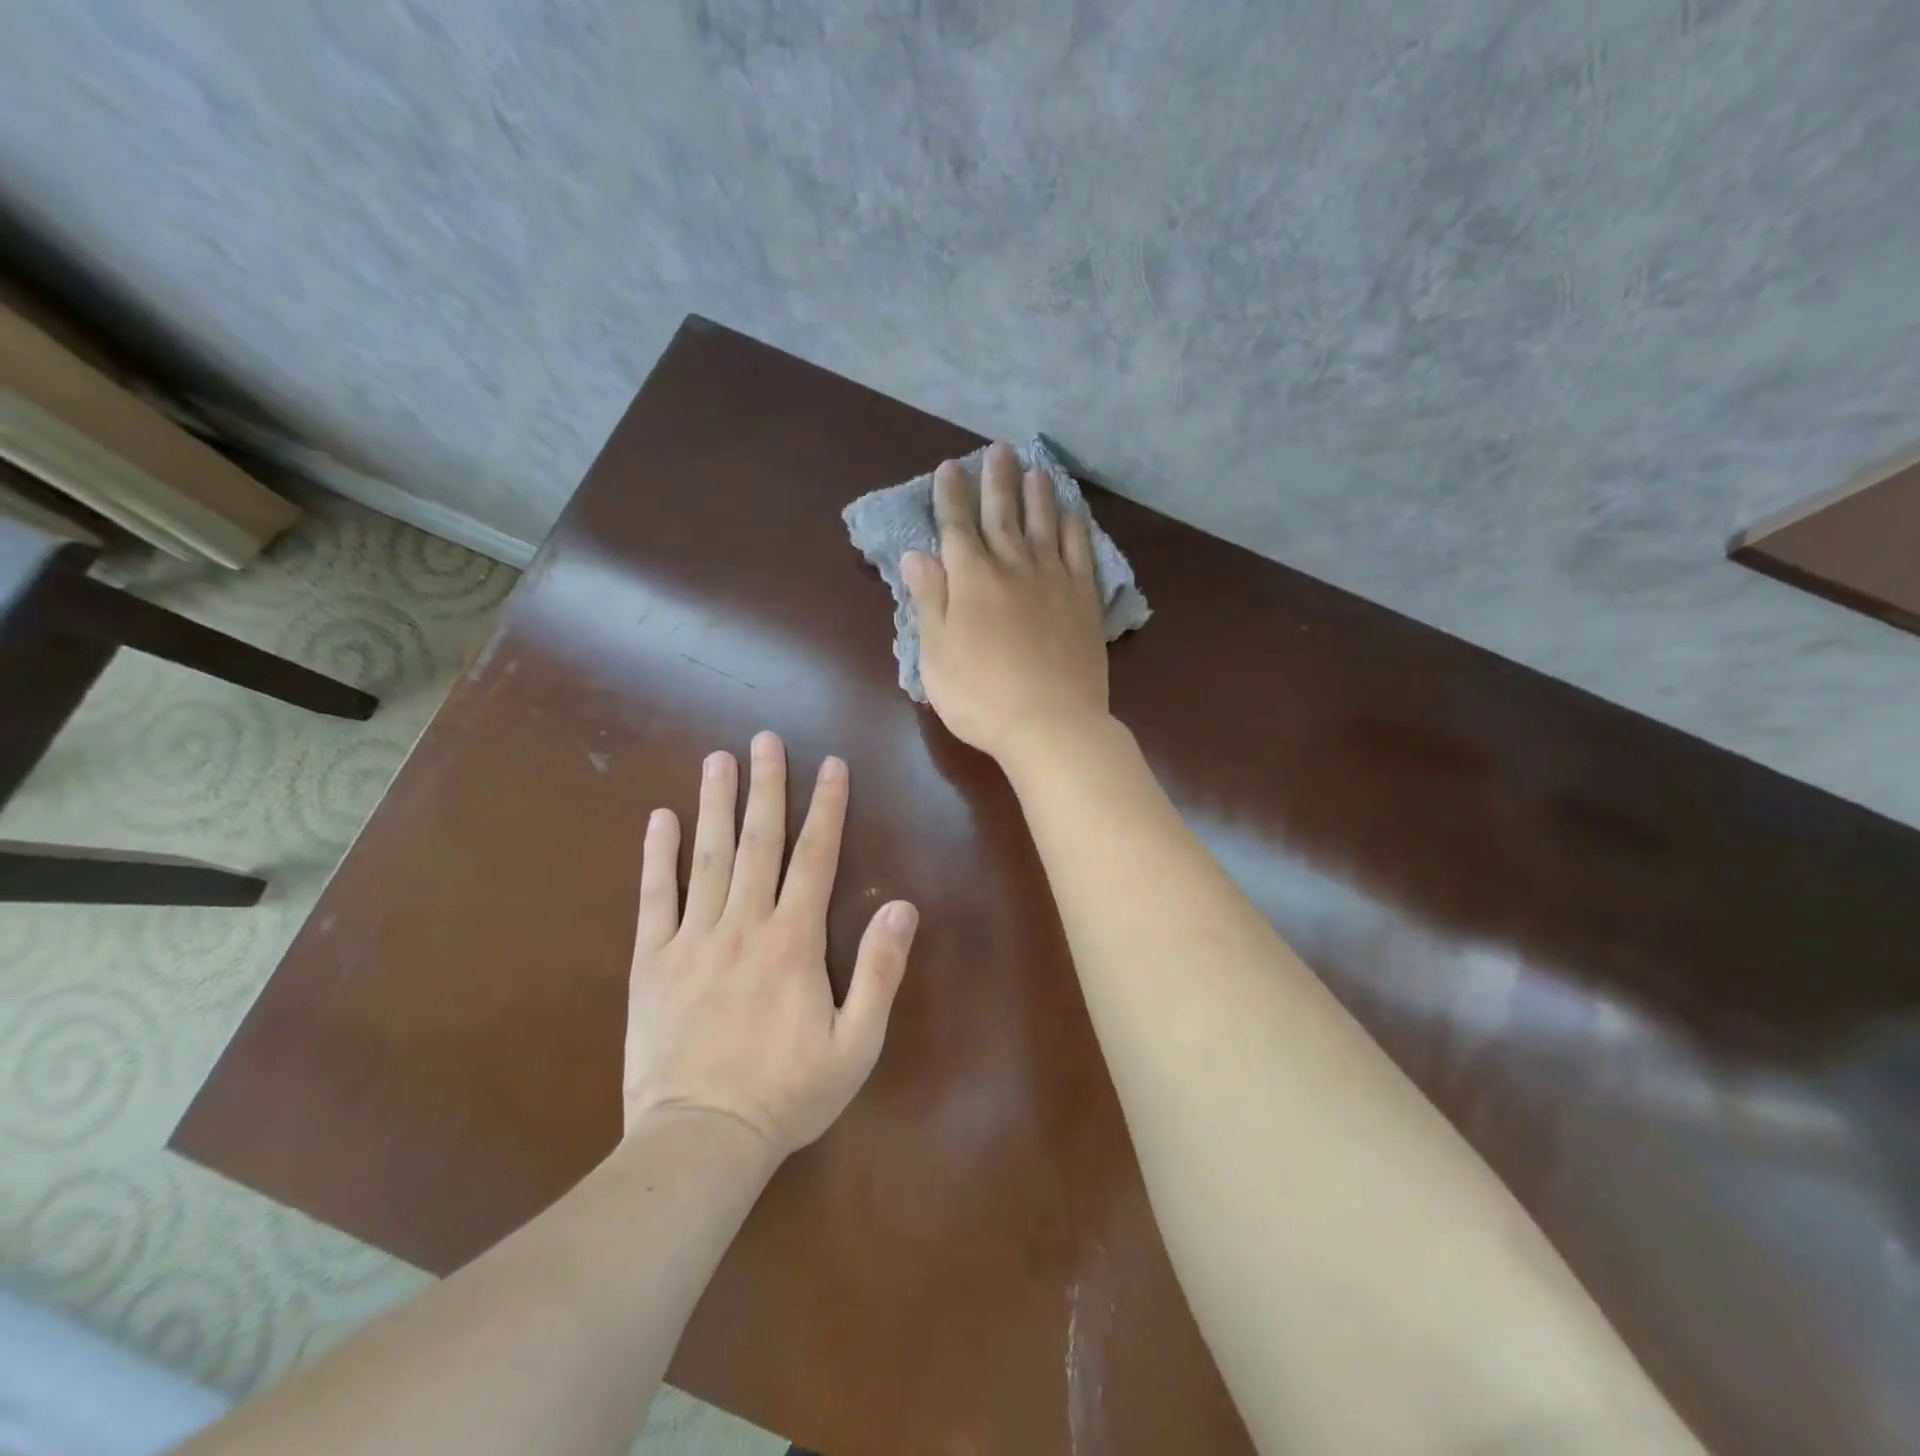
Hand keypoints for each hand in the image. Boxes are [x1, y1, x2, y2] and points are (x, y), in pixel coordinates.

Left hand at [623, 733, 917, 1159]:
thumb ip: (880, 972)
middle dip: (766, 786)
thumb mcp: (856, 1044)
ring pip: (707, 857)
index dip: (826, 808)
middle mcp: (744, 925)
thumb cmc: (787, 1093)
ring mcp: (693, 940)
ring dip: (715, 805)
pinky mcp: (652, 962)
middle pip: (759, 842)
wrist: (701, 1140)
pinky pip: (655, 899)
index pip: (815, 857)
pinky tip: (660, 820)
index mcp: (794, 941)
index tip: (830, 765)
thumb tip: (903, 908)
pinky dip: (657, 857)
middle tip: (764, 739)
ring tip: (718, 760)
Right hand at [903, 441, 1109, 764]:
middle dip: (996, 481)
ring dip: (1038, 495)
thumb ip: (928, 600)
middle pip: (1003, 515)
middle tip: (998, 450)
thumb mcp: (936, 654)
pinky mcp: (1084, 600)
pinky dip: (1075, 529)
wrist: (1050, 724)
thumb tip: (916, 554)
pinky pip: (1080, 553)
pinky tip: (1073, 514)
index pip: (957, 527)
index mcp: (971, 580)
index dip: (951, 496)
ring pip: (1044, 525)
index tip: (949, 468)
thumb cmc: (980, 696)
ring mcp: (1053, 581)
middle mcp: (1013, 568)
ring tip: (1035, 470)